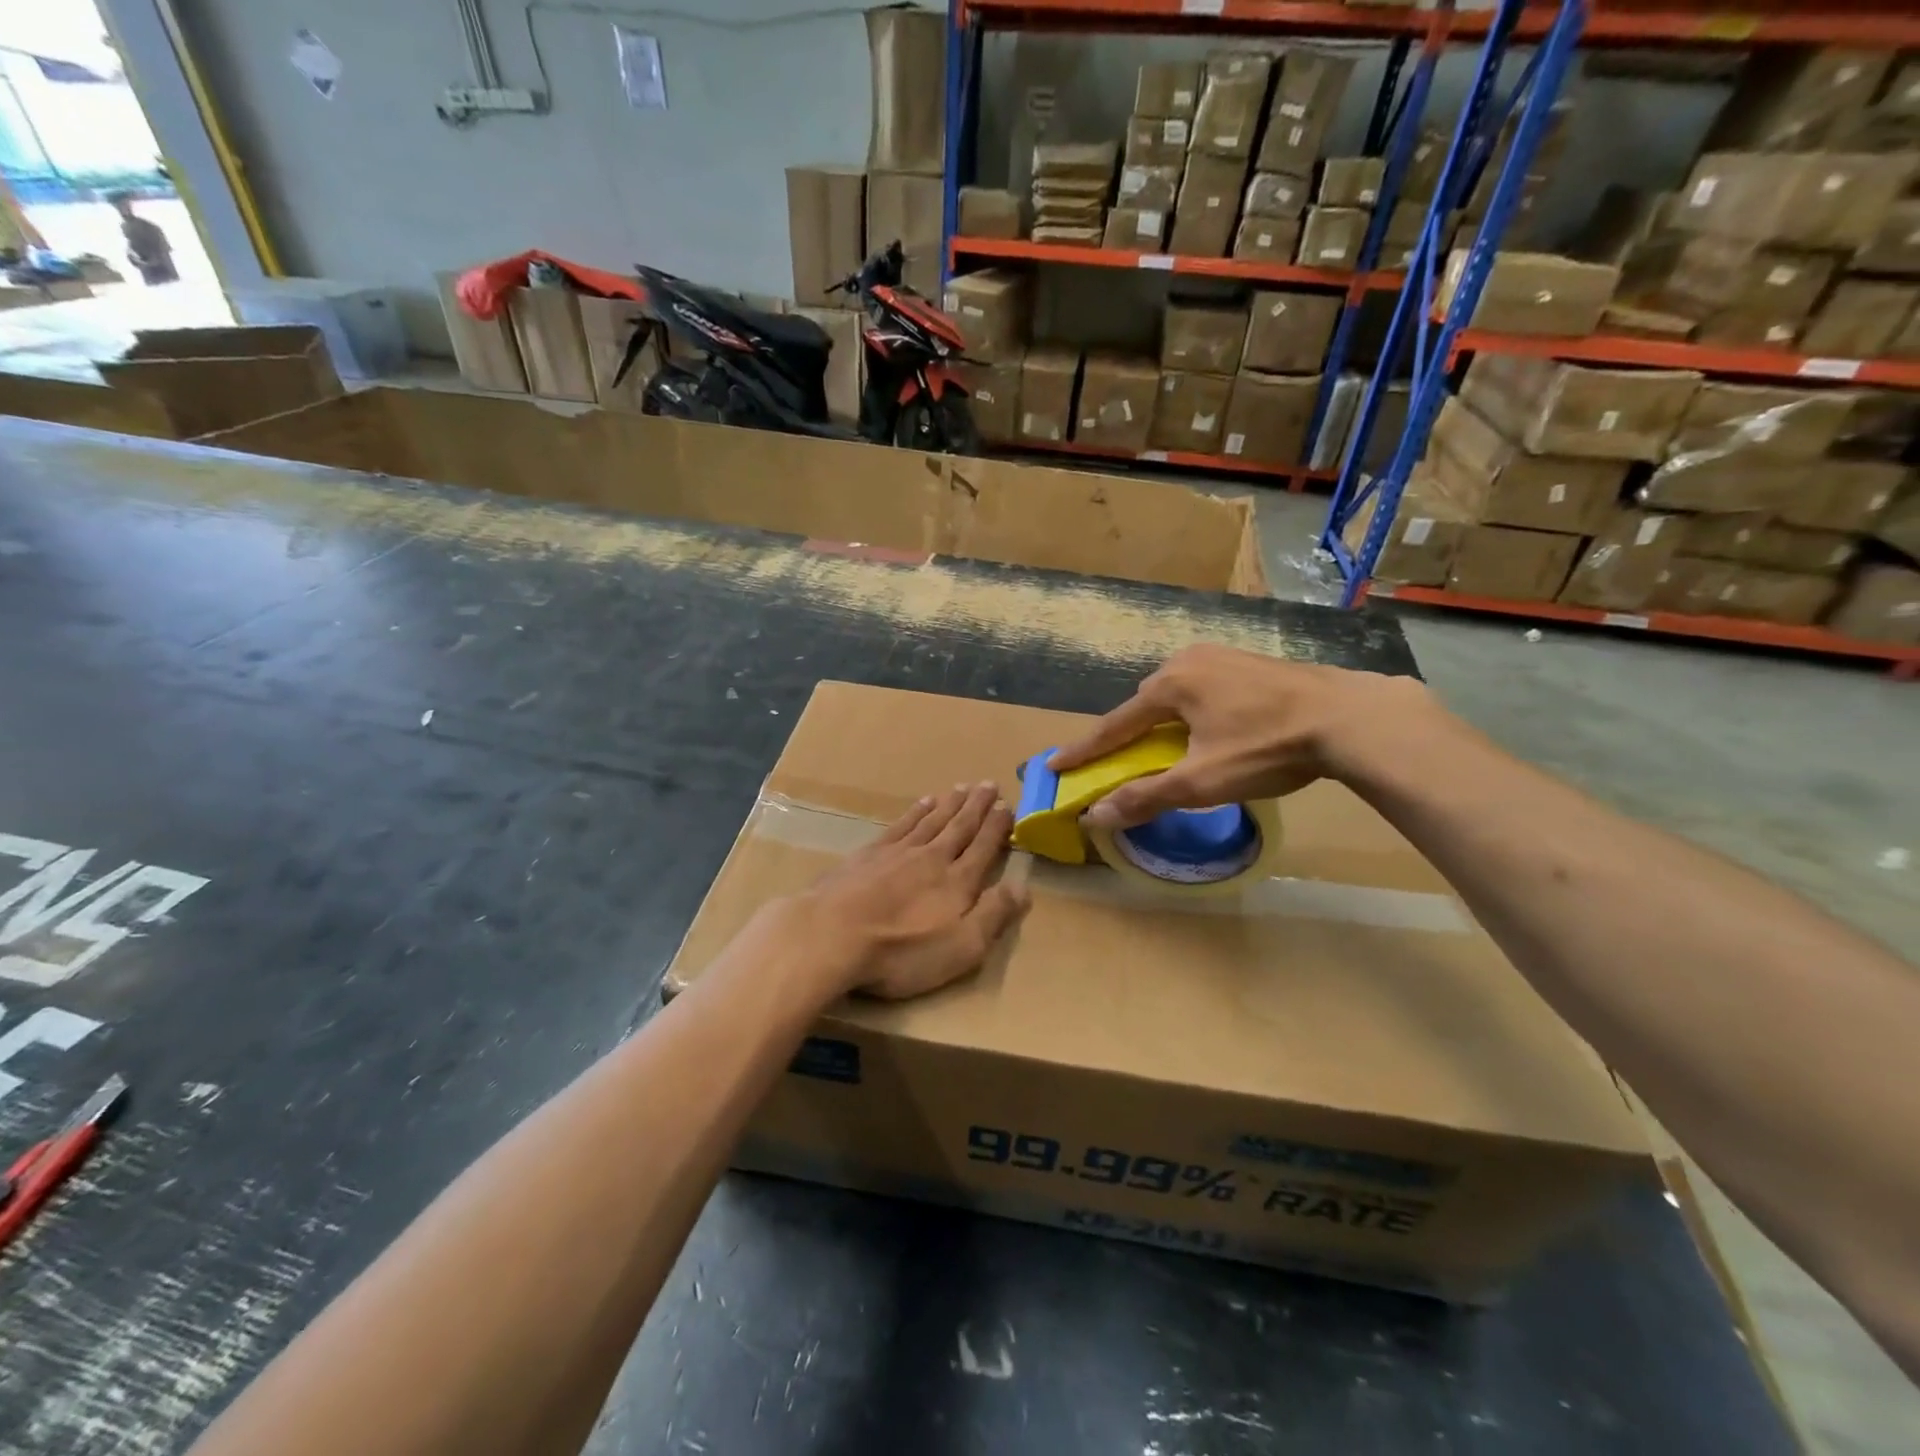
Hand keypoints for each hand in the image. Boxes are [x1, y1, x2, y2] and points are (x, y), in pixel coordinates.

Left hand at [790, 783, 1029, 999]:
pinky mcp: (868, 854)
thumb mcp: (961, 946)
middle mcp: (932, 857)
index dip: (998, 826)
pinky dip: (915, 812)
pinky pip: (901, 825)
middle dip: (977, 806)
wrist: (833, 934)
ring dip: (949, 804)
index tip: (1008, 805)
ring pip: (931, 820)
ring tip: (962, 788)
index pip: (984, 847)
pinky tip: (922, 803)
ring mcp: (898, 852)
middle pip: (960, 826)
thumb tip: (1022, 887)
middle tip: (989, 784)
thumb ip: (994, 915)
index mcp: (958, 881)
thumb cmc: (902, 950)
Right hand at [1048, 645, 1427, 829]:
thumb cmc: (1267, 747)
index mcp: (1170, 684)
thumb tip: (1095, 816)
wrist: (1351, 717)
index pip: (1115, 725)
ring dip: (1166, 722)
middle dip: (1130, 734)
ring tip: (1171, 748)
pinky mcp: (1252, 662)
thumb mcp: (1202, 782)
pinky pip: (1206, 689)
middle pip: (1145, 705)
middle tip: (1123, 761)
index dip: (1085, 750)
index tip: (1055, 764)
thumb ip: (1145, 797)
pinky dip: (1195, 712)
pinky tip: (1213, 729)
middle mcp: (1190, 660)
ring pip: (1178, 694)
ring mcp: (1223, 656)